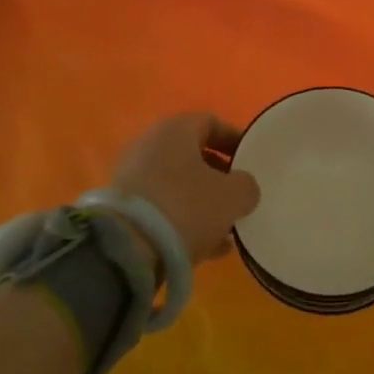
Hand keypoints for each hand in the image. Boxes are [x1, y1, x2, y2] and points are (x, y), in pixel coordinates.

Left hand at [110, 113, 259, 270]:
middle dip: (219, 176)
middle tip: (238, 196)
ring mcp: (133, 176)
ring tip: (226, 228)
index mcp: (175, 129)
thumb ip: (246, 187)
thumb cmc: (185, 207)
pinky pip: (162, 207)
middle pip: (193, 154)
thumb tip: (244, 188)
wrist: (126, 250)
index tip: (251, 161)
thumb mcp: (231, 197)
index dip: (234, 140)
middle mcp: (150, 144)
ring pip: (178, 184)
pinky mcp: (123, 209)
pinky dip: (183, 220)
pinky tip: (206, 247)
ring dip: (202, 202)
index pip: (211, 122)